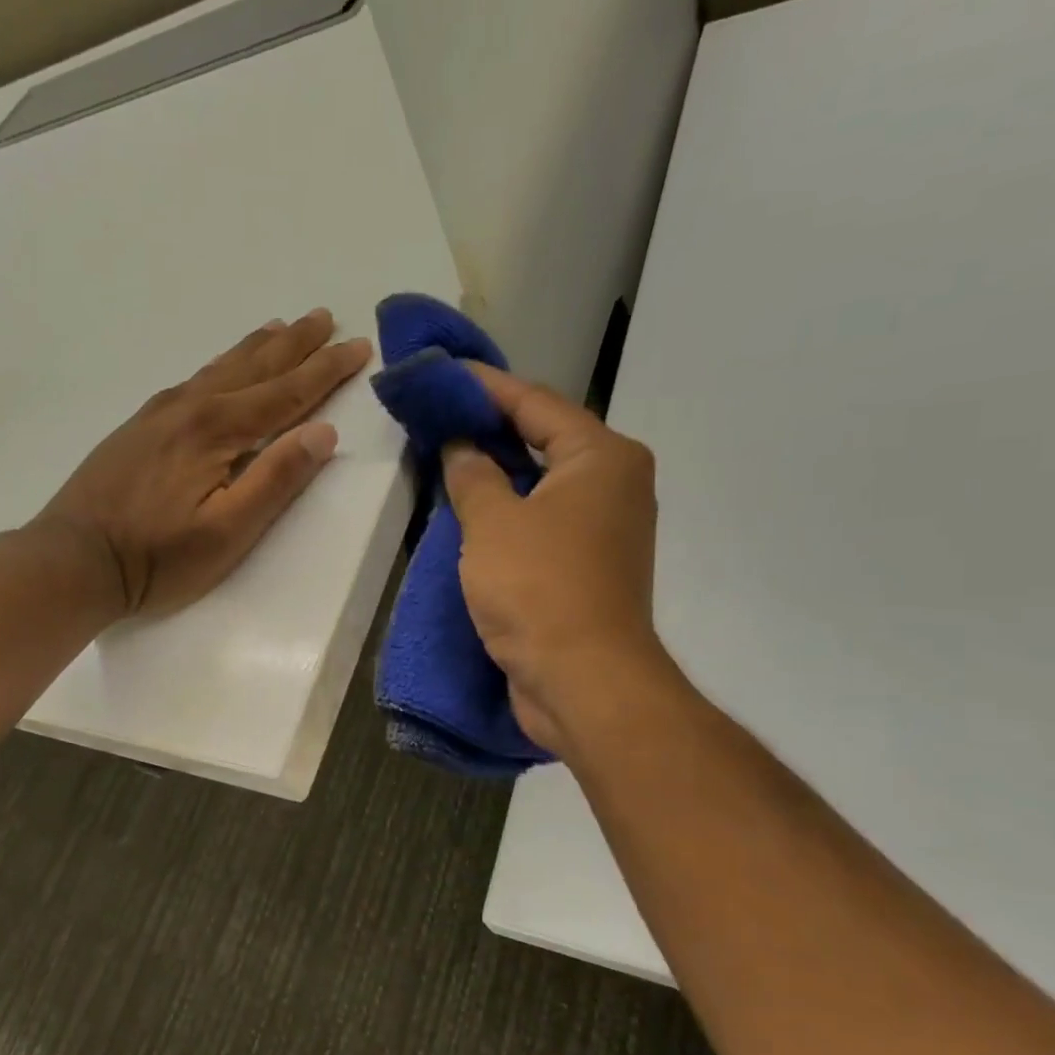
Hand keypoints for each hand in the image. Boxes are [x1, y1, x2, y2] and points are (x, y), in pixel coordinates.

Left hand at [35, 309, 371, 618]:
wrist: (73, 559)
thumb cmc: (156, 557)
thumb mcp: (227, 532)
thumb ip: (275, 481)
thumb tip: (323, 433)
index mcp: (217, 429)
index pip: (285, 392)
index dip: (325, 370)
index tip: (358, 345)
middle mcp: (190, 408)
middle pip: (253, 367)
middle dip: (294, 343)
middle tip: (324, 316)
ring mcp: (159, 414)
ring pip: (219, 368)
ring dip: (256, 347)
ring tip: (280, 326)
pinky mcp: (138, 428)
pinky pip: (193, 380)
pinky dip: (220, 365)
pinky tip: (219, 370)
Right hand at [441, 364, 671, 755]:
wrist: (582, 681)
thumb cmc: (539, 588)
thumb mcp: (492, 523)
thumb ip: (472, 475)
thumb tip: (460, 447)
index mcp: (602, 458)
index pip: (536, 403)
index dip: (486, 387)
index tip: (443, 373)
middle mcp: (615, 484)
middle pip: (545, 440)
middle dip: (491, 428)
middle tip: (439, 415)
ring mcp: (606, 529)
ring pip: (543, 484)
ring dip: (498, 472)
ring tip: (447, 456)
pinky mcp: (589, 566)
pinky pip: (543, 520)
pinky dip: (510, 510)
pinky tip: (472, 510)